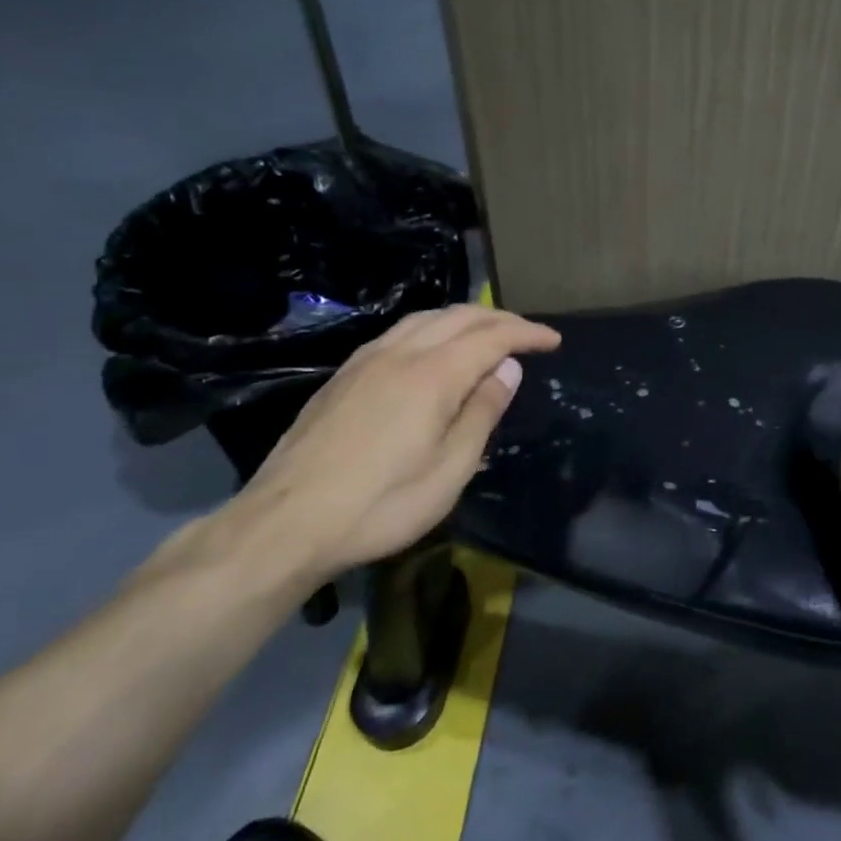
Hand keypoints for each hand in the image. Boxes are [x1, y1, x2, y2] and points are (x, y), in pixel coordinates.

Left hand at [224, 305, 559, 582]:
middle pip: (459, 316)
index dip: (526, 334)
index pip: (492, 337)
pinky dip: (433, 329)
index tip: (554, 341)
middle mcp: (399, 354)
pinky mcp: (343, 376)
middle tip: (528, 335)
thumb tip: (507, 370)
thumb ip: (482, 413)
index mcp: (432, 375)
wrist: (286, 523)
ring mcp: (366, 361)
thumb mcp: (450, 470)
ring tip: (488, 335)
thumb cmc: (382, 504)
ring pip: (425, 319)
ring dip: (465, 319)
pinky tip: (434, 350)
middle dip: (500, 318)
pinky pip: (400, 332)